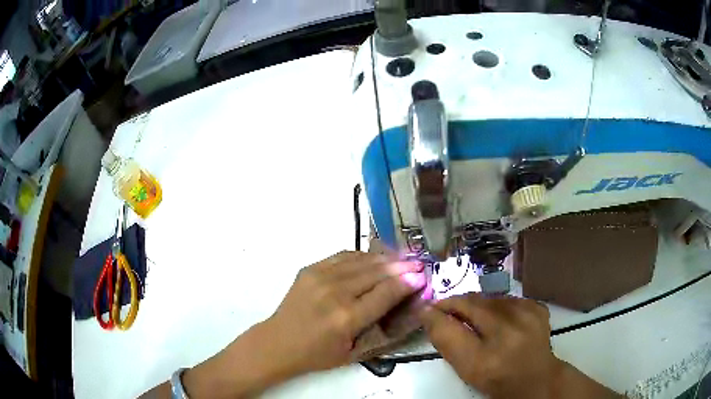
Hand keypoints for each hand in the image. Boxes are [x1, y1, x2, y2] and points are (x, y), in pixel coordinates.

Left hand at [264, 251, 425, 374]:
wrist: (278, 342)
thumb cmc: (317, 354)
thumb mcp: (353, 351)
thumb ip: (378, 327)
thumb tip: (400, 303)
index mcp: (347, 318)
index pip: (386, 293)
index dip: (407, 283)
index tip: (422, 276)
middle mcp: (335, 293)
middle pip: (377, 272)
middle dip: (402, 267)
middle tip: (418, 263)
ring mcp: (320, 277)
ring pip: (362, 261)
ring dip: (384, 259)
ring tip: (400, 259)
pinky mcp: (310, 269)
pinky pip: (343, 256)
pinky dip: (362, 256)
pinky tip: (372, 259)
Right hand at [420, 293, 619, 398]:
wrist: (536, 378)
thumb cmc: (497, 379)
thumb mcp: (466, 369)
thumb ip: (446, 342)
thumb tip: (428, 312)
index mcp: (485, 358)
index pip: (449, 327)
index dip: (435, 313)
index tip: (427, 310)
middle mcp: (509, 332)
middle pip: (471, 303)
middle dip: (455, 304)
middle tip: (447, 310)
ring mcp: (528, 315)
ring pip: (489, 298)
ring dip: (476, 305)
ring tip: (474, 317)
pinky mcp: (538, 307)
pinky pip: (507, 298)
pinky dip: (497, 305)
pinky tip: (499, 318)